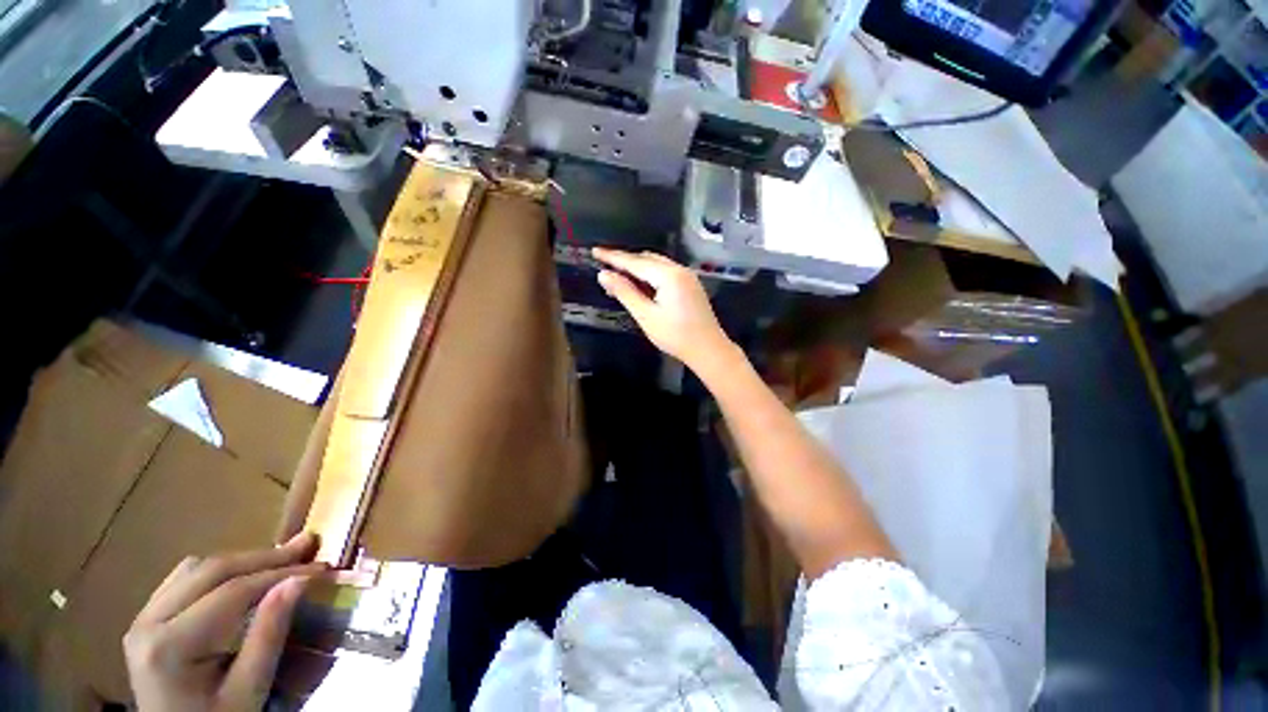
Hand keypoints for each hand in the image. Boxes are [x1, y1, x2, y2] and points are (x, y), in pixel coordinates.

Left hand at [124, 532, 325, 711]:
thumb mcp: (247, 691)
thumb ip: (268, 636)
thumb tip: (300, 581)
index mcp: (168, 646)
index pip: (231, 592)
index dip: (279, 574)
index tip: (320, 566)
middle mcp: (147, 623)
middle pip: (209, 571)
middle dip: (263, 557)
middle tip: (306, 545)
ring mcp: (142, 620)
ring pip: (194, 569)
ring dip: (241, 562)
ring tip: (280, 559)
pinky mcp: (145, 621)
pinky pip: (182, 580)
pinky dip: (219, 572)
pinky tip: (242, 577)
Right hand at [592, 248, 735, 372]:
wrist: (708, 349)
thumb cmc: (675, 335)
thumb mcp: (646, 315)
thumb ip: (625, 292)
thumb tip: (604, 274)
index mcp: (668, 275)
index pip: (634, 262)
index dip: (613, 257)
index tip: (595, 251)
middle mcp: (679, 269)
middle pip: (646, 259)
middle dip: (625, 262)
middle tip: (604, 269)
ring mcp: (687, 277)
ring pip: (656, 265)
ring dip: (637, 269)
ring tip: (618, 278)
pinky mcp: (690, 285)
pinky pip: (665, 273)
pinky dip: (650, 276)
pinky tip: (640, 286)